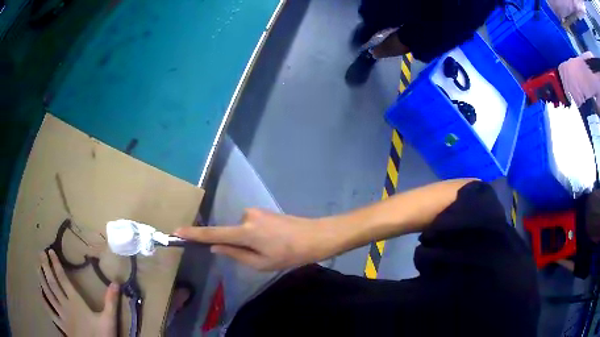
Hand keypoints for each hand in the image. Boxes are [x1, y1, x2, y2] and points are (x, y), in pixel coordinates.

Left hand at [39, 249, 118, 336]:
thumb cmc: (102, 336)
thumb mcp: (109, 320)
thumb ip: (111, 302)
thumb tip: (116, 282)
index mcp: (75, 302)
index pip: (62, 279)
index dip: (55, 264)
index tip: (50, 251)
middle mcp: (65, 305)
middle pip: (52, 283)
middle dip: (45, 267)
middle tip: (40, 253)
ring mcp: (61, 315)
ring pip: (48, 294)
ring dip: (42, 279)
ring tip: (37, 267)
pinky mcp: (61, 325)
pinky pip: (50, 311)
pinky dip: (44, 300)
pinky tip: (40, 293)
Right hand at [175, 209, 335, 270]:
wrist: (315, 236)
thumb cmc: (290, 254)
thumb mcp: (261, 263)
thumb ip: (235, 254)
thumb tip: (215, 246)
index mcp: (245, 232)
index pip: (213, 233)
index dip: (194, 234)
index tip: (177, 231)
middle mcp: (246, 216)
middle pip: (231, 233)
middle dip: (238, 246)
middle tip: (261, 256)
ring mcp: (255, 211)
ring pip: (242, 231)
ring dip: (249, 241)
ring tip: (271, 249)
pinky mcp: (263, 211)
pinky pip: (250, 225)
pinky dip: (255, 236)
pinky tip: (273, 241)